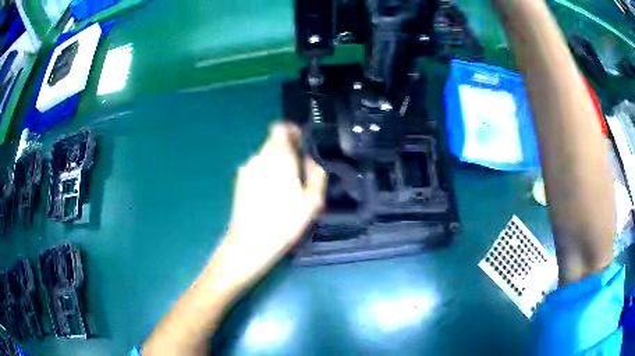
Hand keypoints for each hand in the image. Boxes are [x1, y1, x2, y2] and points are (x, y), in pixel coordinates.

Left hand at [215, 123, 326, 286]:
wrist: (250, 242)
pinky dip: (266, 174)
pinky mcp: (239, 181)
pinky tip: (270, 196)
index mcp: (278, 158)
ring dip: (276, 164)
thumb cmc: (285, 222)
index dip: (292, 131)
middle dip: (287, 151)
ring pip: (265, 157)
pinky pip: (256, 169)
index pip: (280, 128)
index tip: (302, 143)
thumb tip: (311, 159)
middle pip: (273, 143)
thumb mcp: (312, 201)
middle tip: (299, 172)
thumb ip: (316, 174)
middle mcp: (259, 158)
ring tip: (285, 188)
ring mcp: (246, 169)